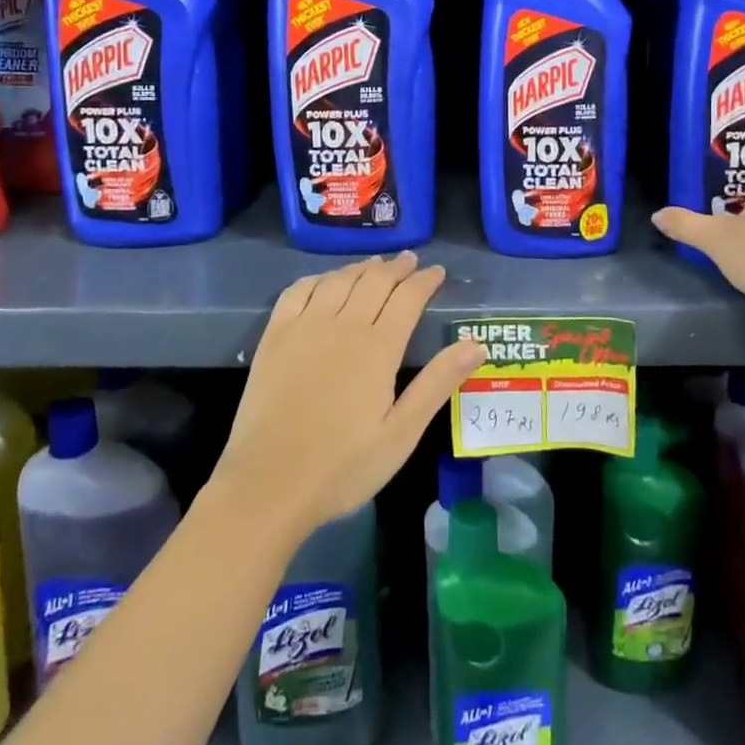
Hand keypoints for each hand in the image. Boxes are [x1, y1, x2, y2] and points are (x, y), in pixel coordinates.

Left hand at [210, 253, 483, 541]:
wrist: (268, 484)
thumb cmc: (342, 466)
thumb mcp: (401, 433)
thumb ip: (438, 383)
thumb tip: (477, 344)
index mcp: (378, 347)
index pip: (408, 297)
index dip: (425, 280)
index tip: (438, 272)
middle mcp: (343, 324)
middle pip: (375, 281)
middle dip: (397, 267)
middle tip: (411, 260)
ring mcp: (305, 326)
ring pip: (339, 280)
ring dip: (362, 268)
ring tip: (376, 264)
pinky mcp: (275, 336)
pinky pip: (298, 291)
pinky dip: (319, 278)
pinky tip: (325, 281)